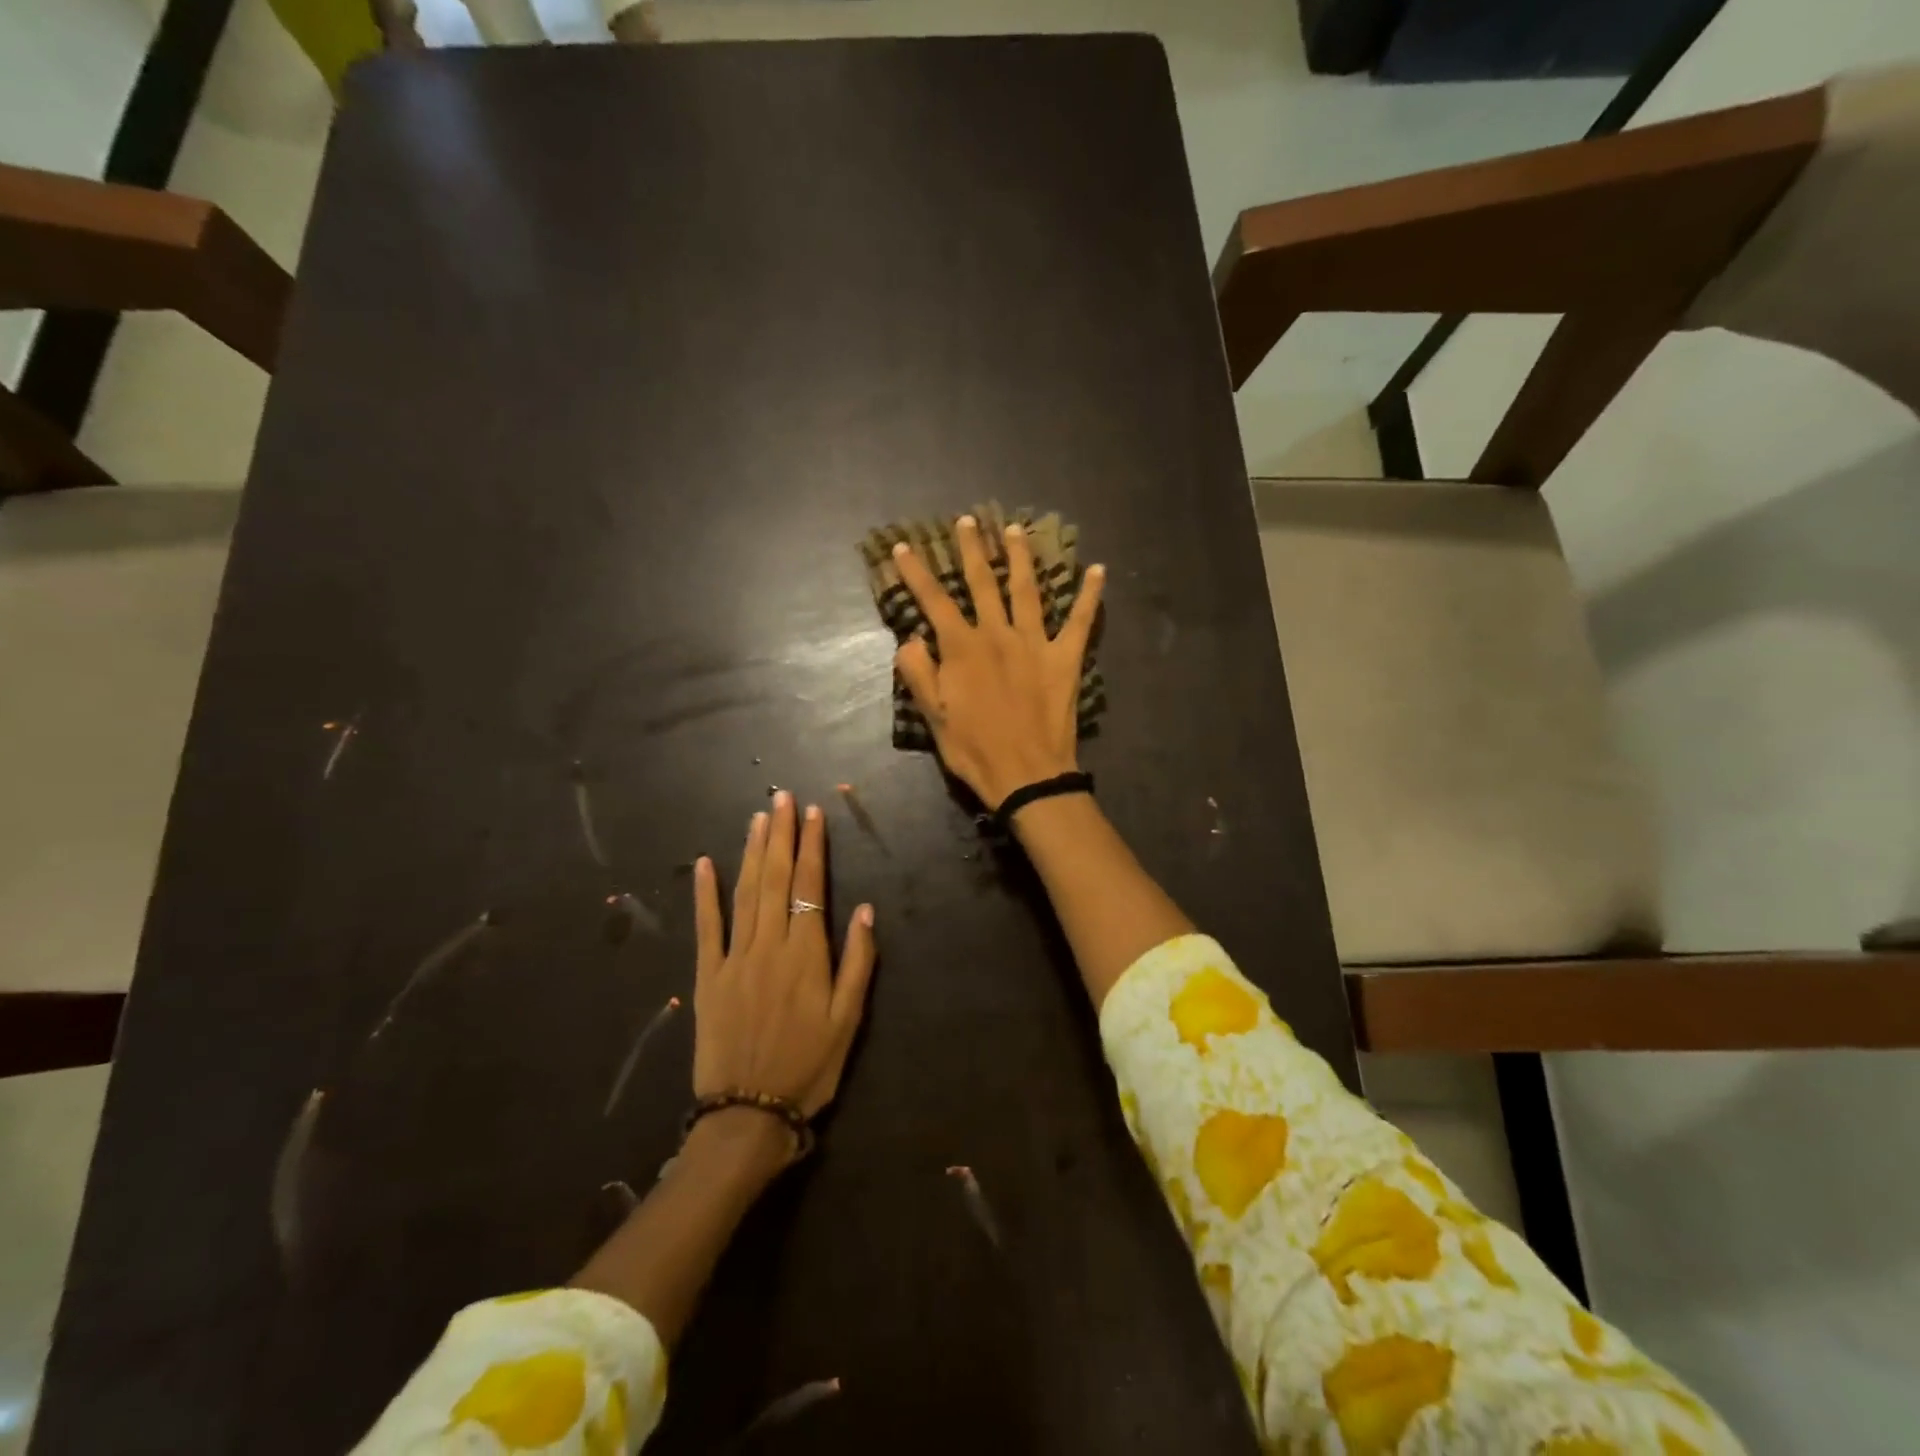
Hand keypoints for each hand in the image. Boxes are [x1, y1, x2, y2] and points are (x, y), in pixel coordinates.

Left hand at [692, 791, 876, 1121]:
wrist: (748, 1114)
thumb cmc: (809, 1068)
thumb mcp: (848, 1022)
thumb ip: (857, 963)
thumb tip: (863, 910)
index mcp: (806, 954)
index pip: (809, 886)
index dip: (812, 847)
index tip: (814, 814)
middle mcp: (769, 945)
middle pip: (775, 879)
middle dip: (780, 835)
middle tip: (782, 797)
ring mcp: (734, 958)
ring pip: (744, 893)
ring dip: (751, 852)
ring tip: (758, 817)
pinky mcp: (707, 976)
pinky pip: (706, 928)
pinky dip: (705, 894)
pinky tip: (707, 864)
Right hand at [893, 514, 1104, 809]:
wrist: (1027, 775)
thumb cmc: (975, 749)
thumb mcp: (933, 716)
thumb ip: (919, 673)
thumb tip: (911, 638)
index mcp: (963, 648)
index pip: (934, 601)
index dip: (917, 572)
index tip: (903, 546)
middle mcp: (999, 634)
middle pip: (983, 582)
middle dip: (973, 550)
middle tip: (969, 521)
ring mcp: (1036, 643)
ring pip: (1027, 589)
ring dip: (1021, 557)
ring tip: (1017, 529)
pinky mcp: (1066, 658)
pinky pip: (1082, 620)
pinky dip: (1090, 594)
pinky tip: (1099, 569)